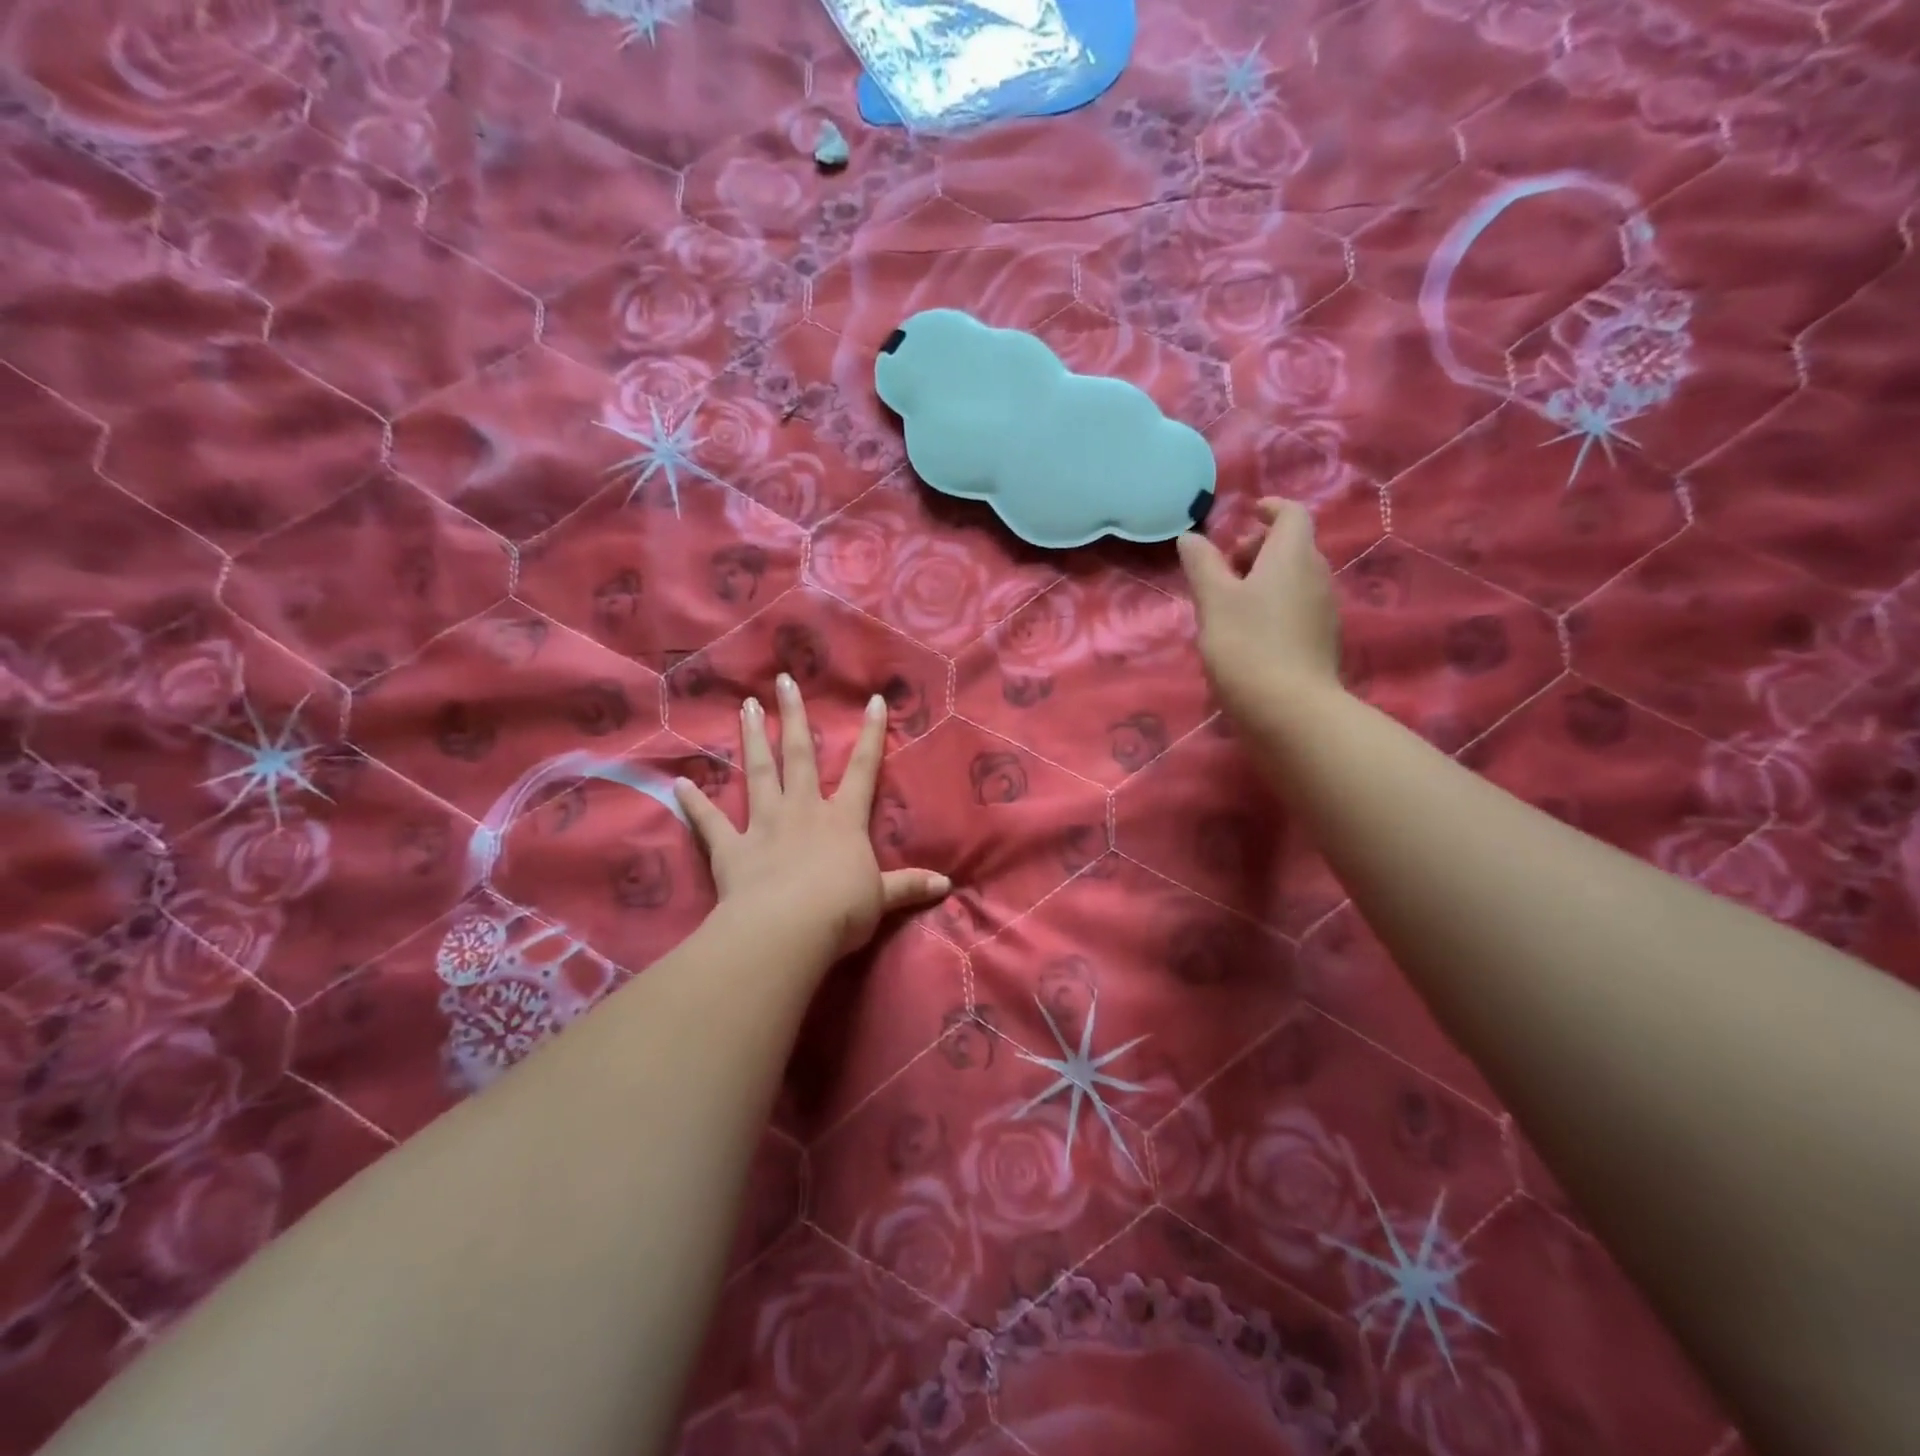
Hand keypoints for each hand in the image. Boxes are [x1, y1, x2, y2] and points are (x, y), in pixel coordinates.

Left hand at [673, 675, 950, 961]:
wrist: (788, 929)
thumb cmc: (841, 910)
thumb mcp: (882, 898)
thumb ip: (910, 886)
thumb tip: (947, 885)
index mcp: (842, 819)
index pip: (862, 769)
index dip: (870, 735)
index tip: (872, 700)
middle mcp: (803, 811)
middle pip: (799, 755)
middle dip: (794, 717)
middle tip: (782, 681)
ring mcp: (765, 825)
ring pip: (758, 773)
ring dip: (752, 740)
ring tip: (746, 707)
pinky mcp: (732, 849)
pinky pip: (710, 823)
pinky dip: (694, 805)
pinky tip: (679, 785)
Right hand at [1177, 498, 1341, 719]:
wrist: (1289, 710)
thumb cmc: (1246, 645)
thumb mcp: (1213, 601)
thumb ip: (1201, 564)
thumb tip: (1191, 537)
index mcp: (1293, 556)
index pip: (1292, 514)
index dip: (1270, 509)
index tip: (1246, 515)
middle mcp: (1317, 576)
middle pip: (1293, 546)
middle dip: (1258, 548)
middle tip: (1224, 568)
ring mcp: (1324, 610)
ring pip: (1295, 578)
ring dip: (1264, 579)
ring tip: (1229, 604)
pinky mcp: (1321, 641)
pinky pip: (1298, 607)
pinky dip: (1274, 605)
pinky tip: (1248, 633)